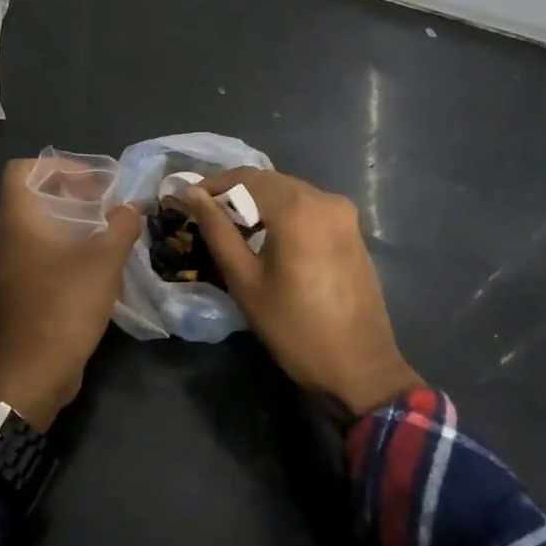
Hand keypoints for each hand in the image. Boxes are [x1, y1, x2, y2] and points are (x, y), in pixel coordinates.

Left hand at [0, 159, 143, 431]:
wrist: (35, 373)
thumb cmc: (65, 306)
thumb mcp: (104, 261)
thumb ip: (121, 226)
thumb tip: (131, 207)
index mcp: (19, 223)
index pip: (21, 171)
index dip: (56, 166)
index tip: (92, 180)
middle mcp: (8, 241)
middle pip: (33, 199)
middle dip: (72, 194)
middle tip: (108, 203)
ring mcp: (12, 270)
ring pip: (39, 230)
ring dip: (73, 224)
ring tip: (109, 231)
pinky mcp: (22, 294)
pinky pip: (42, 257)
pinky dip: (68, 250)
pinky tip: (99, 265)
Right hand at [185, 169, 419, 417]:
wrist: (359, 367)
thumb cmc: (293, 328)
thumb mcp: (245, 281)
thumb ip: (217, 231)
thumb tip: (192, 193)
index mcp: (297, 209)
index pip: (245, 178)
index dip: (212, 184)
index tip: (186, 200)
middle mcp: (324, 199)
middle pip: (269, 181)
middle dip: (234, 194)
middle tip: (204, 216)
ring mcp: (343, 213)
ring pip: (289, 192)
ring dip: (258, 203)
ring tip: (232, 230)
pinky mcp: (352, 229)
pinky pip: (308, 207)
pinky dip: (282, 213)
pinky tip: (266, 238)